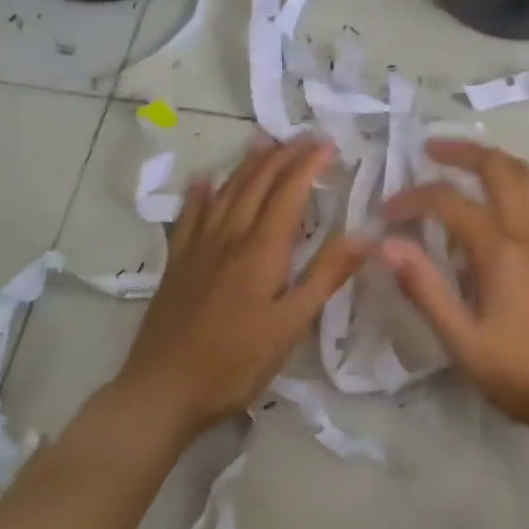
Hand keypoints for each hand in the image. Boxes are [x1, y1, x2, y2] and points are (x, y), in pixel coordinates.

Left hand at [119, 135, 361, 438]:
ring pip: (225, 193)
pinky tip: (203, 180)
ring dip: (247, 165)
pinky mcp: (176, 265)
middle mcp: (229, 237)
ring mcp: (198, 249)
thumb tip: (366, 236)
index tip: (329, 144)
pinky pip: (188, 218)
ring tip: (263, 142)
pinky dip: (198, 195)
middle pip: (257, 185)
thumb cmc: (235, 362)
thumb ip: (326, 276)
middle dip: (282, 156)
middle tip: (303, 136)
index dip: (308, 165)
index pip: (289, 193)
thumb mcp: (291, 325)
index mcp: (261, 250)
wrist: (162, 392)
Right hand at [377, 139, 528, 434]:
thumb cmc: (516, 372)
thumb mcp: (460, 339)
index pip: (449, 203)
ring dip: (501, 161)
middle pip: (497, 170)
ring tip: (473, 161)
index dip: (414, 199)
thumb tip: (386, 244)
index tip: (388, 213)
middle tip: (431, 151)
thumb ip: (424, 287)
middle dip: (461, 154)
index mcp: (499, 250)